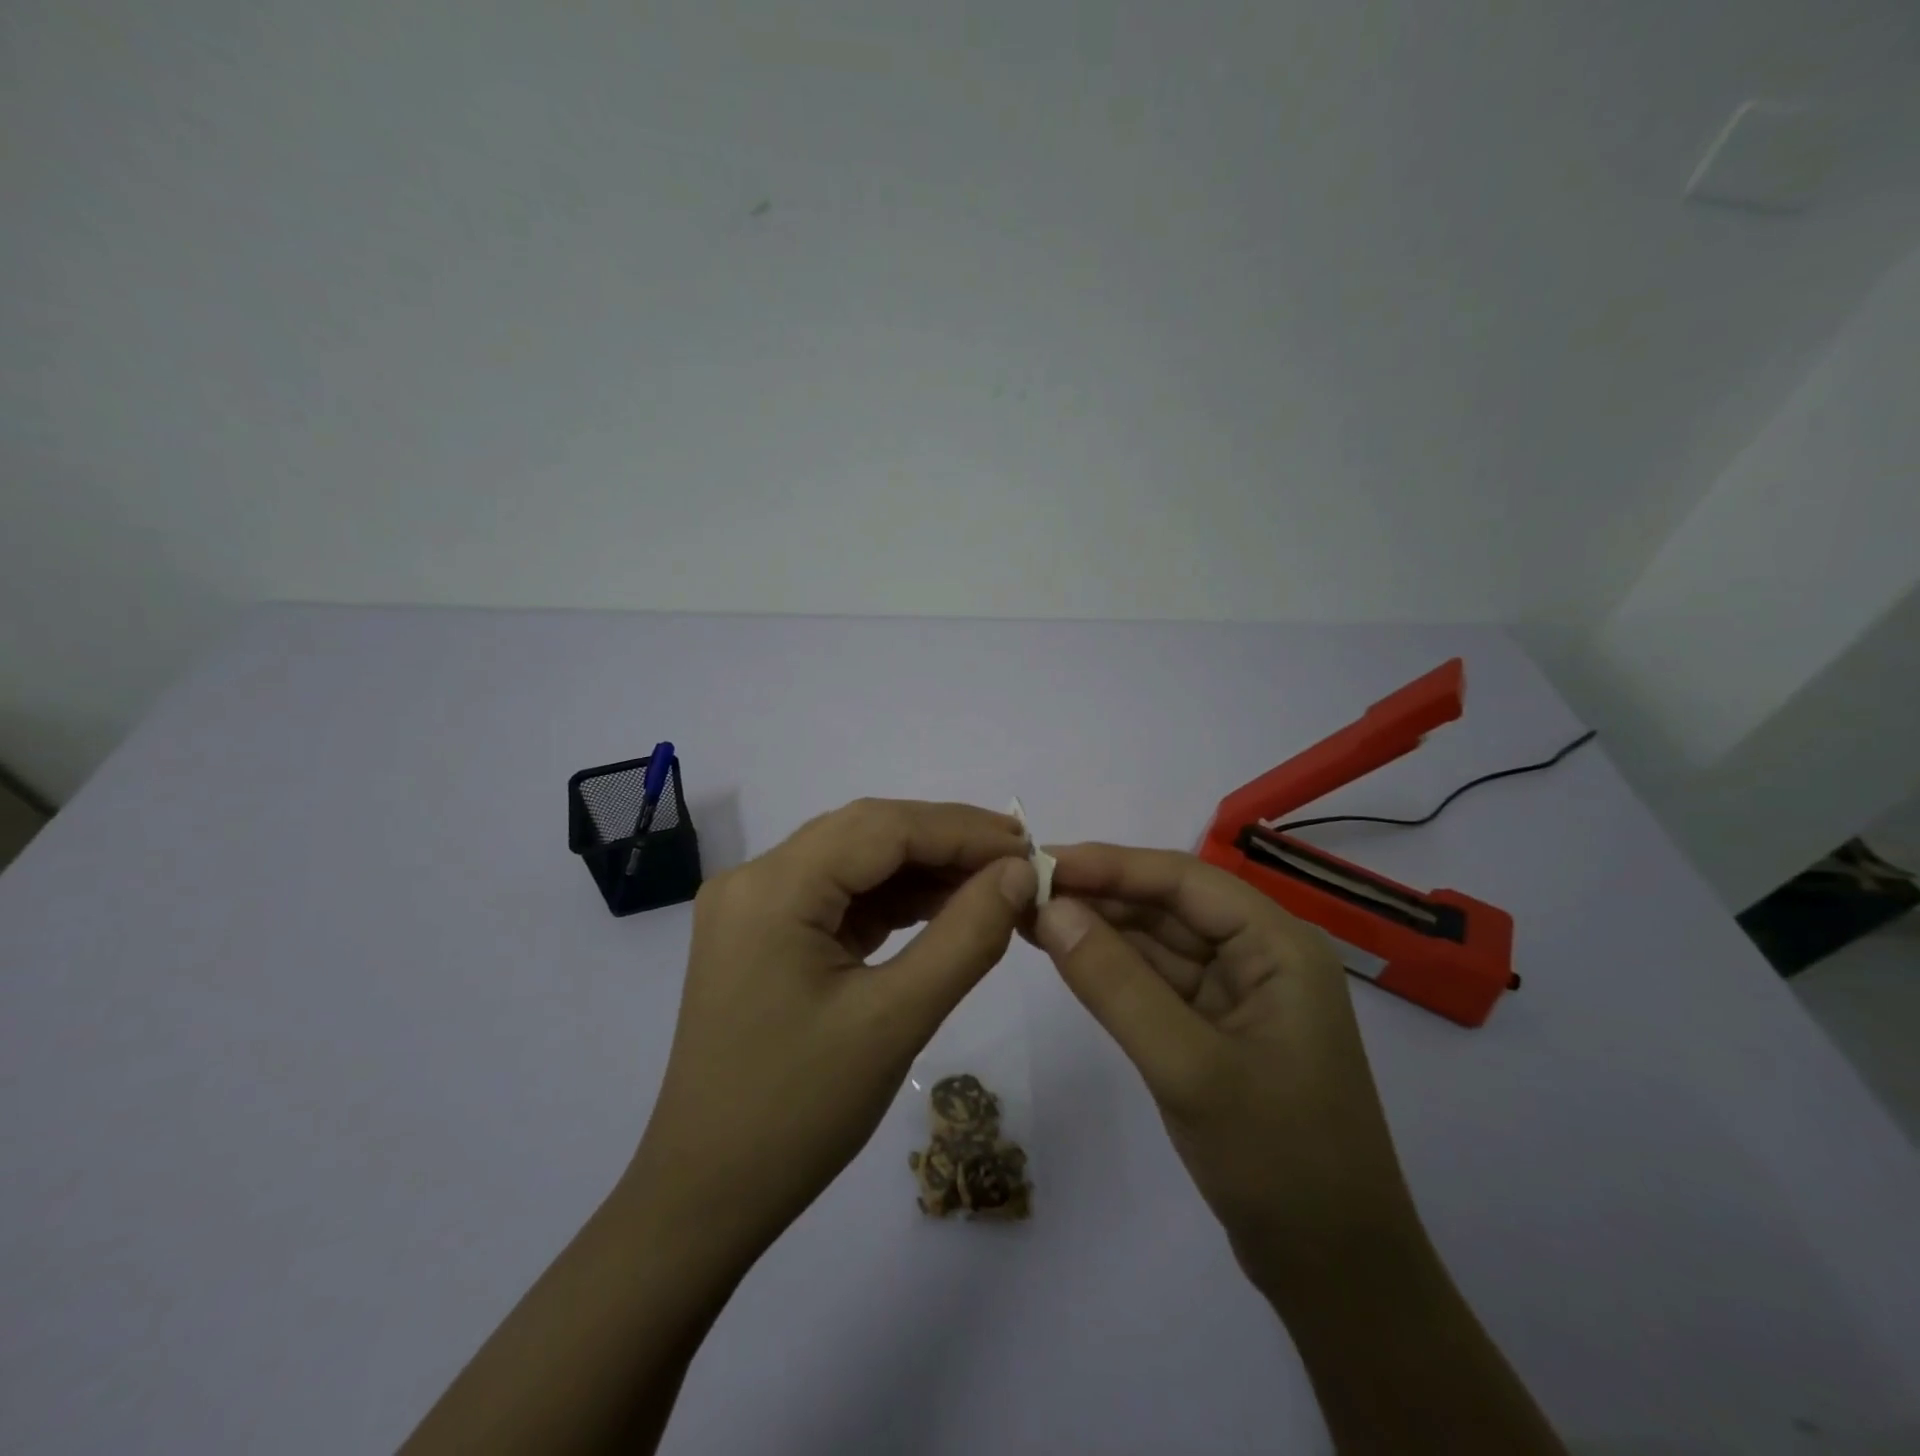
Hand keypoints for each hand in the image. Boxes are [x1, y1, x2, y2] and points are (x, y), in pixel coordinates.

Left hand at [626, 799, 1036, 1264]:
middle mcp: (754, 878)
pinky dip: (892, 900)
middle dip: (945, 842)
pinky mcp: (764, 934)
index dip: (961, 829)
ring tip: (991, 886)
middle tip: (1017, 863)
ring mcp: (754, 906)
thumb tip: (1020, 872)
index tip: (1029, 846)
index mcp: (772, 888)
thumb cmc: (798, 1114)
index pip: (882, 827)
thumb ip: (966, 937)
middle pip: (866, 833)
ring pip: (854, 861)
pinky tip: (941, 909)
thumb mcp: (895, 1021)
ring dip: (922, 869)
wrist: (706, 1197)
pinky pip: (839, 896)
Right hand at [1029, 843, 1423, 1308]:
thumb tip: (1050, 908)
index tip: (1040, 861)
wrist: (1335, 1274)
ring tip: (1028, 914)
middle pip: (1169, 904)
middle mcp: (1260, 955)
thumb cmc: (1278, 1161)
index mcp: (1278, 945)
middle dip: (1098, 894)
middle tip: (1020, 889)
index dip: (1110, 864)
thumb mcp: (1189, 1067)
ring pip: (1158, 941)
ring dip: (1098, 927)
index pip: (1183, 880)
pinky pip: (1157, 980)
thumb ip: (1116, 983)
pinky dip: (1112, 967)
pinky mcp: (1215, 1027)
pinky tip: (1066, 955)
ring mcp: (1238, 993)